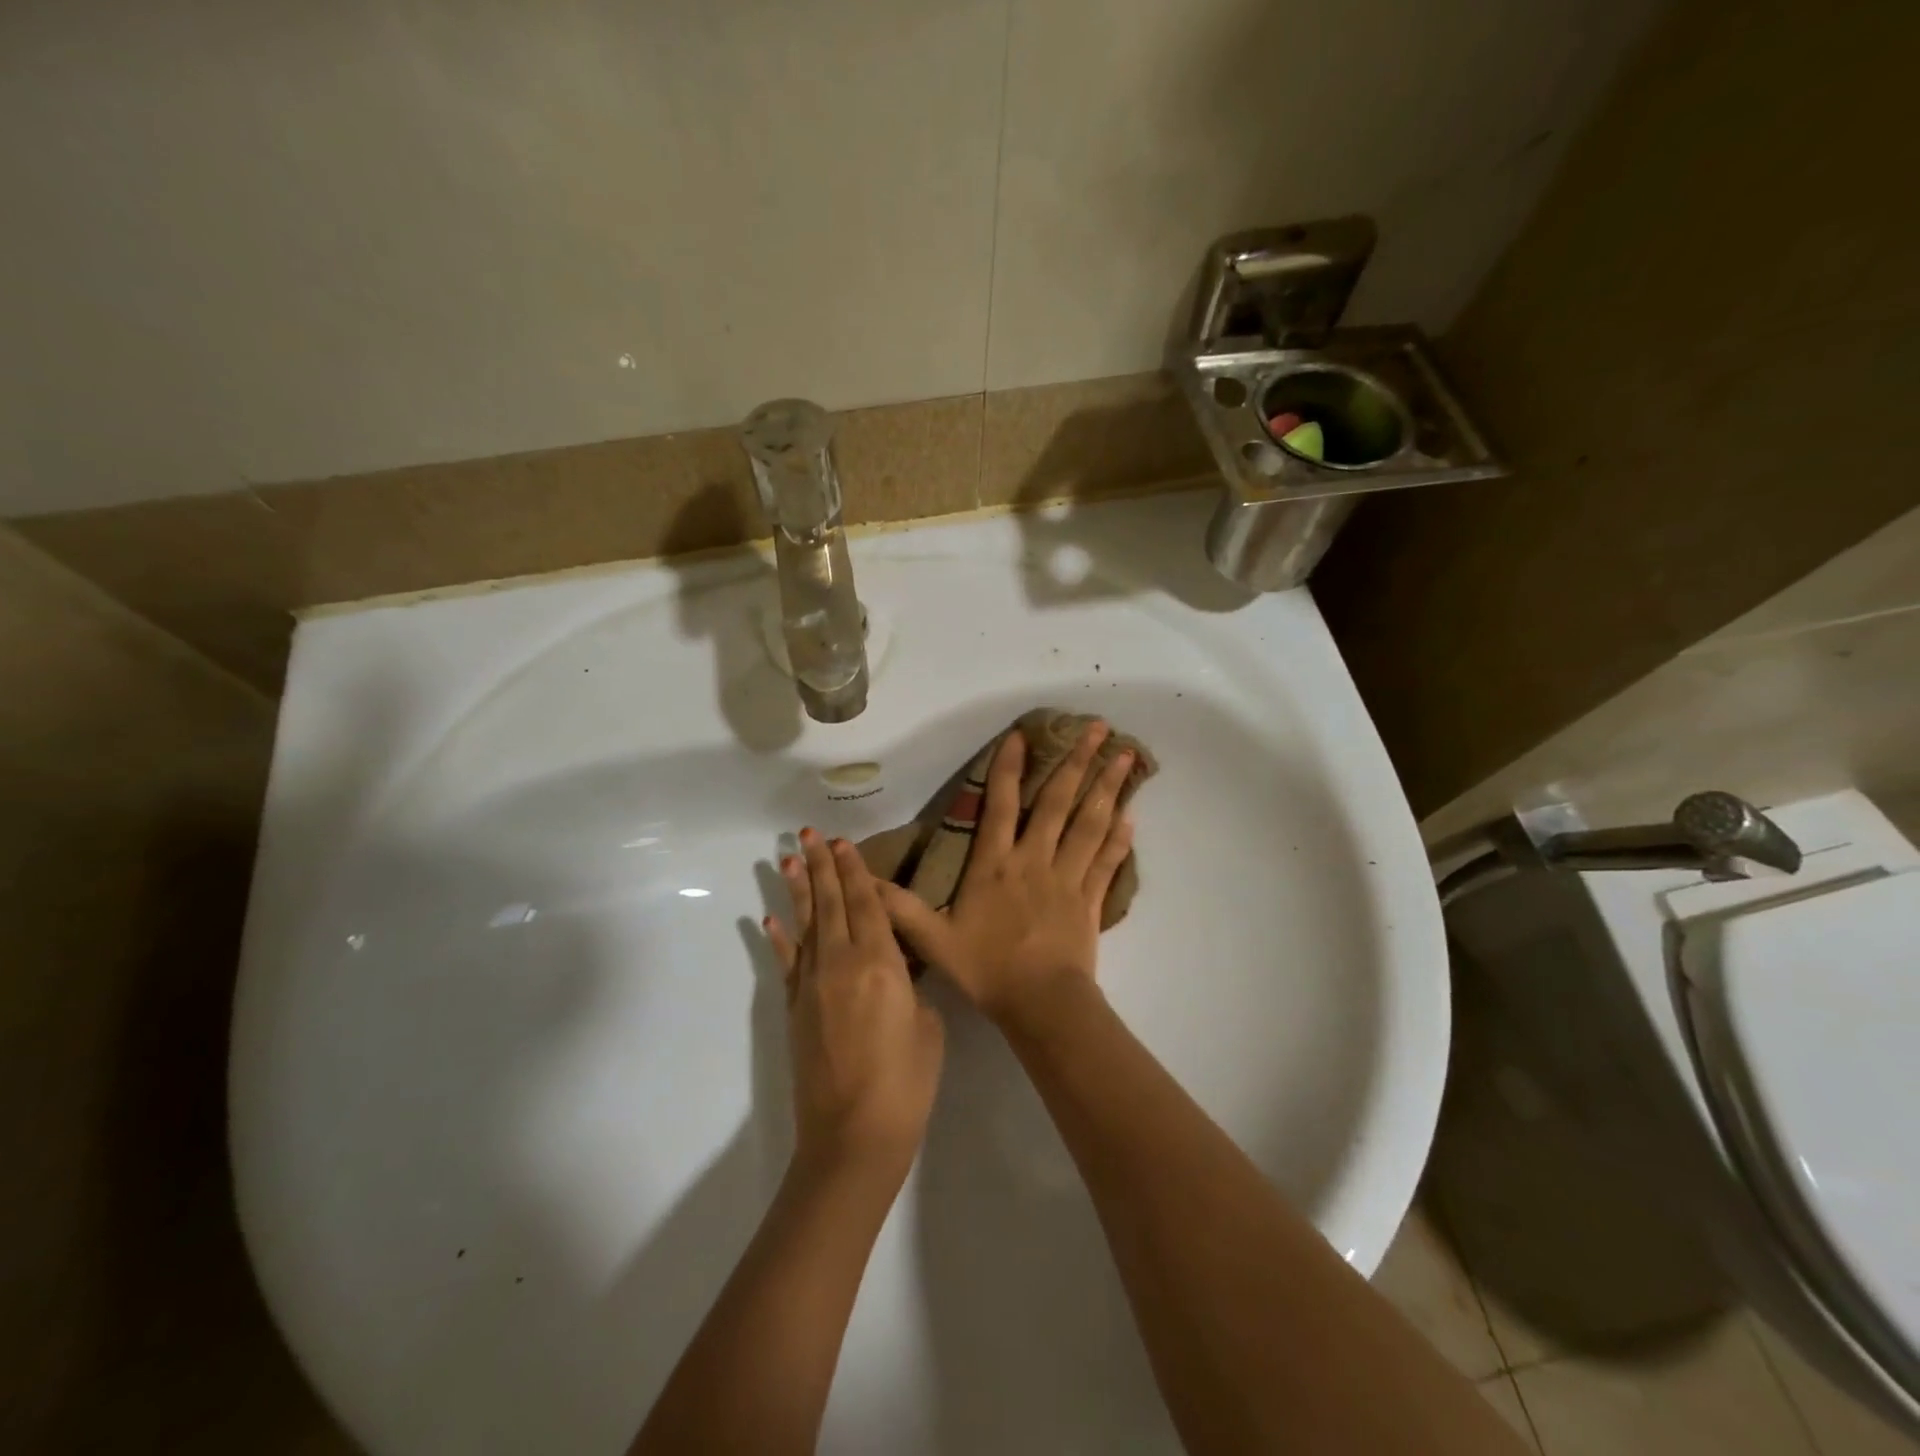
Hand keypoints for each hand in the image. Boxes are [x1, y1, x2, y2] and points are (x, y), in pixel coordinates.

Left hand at [766, 829, 944, 1185]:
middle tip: (809, 834)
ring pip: (805, 925)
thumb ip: (912, 988)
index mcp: (881, 964)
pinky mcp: (795, 1009)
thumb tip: (897, 970)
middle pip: (831, 904)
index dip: (855, 872)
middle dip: (822, 867)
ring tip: (787, 858)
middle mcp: (841, 964)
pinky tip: (769, 918)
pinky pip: (787, 963)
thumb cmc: (906, 1084)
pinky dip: (778, 938)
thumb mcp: (927, 1026)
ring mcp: (812, 985)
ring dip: (797, 890)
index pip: (867, 904)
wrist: (853, 1139)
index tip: (843, 843)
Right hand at [878, 723, 1134, 1033]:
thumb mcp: (933, 939)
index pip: (1002, 805)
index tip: (1022, 735)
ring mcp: (1067, 877)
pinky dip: (1120, 838)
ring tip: (1126, 756)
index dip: (1010, 768)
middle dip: (1077, 761)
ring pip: (1091, 823)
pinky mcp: (1090, 899)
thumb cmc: (987, 968)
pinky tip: (1132, 816)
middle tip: (1097, 727)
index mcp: (996, 864)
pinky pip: (1107, 861)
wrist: (1041, 1003)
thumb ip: (900, 907)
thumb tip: (863, 880)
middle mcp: (1035, 859)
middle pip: (1058, 802)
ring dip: (1108, 787)